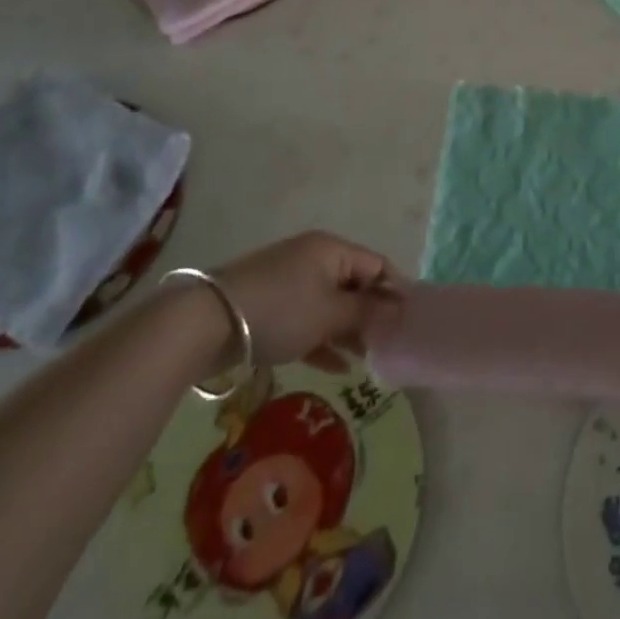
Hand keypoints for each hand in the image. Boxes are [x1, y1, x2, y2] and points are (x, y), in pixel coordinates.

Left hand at [210, 231, 398, 373]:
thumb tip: (399, 312)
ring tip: (369, 360)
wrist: (209, 323)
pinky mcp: (272, 307)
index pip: (377, 265)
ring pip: (331, 306)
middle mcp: (315, 259)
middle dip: (372, 315)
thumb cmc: (281, 309)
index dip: (395, 291)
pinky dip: (324, 340)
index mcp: (332, 250)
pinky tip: (339, 368)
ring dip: (349, 331)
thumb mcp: (330, 313)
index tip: (410, 321)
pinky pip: (309, 321)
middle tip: (391, 346)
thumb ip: (367, 313)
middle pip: (354, 285)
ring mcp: (291, 283)